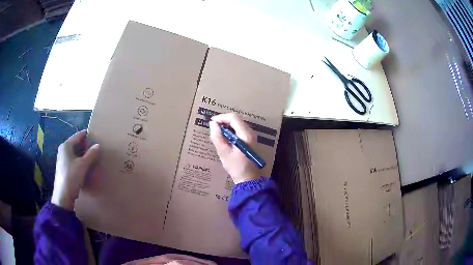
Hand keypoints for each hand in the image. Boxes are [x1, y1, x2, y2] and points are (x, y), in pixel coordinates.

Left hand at [51, 130, 99, 209]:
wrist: (63, 195)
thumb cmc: (72, 176)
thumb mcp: (83, 165)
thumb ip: (91, 154)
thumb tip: (97, 145)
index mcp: (66, 145)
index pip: (78, 135)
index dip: (86, 135)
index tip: (95, 136)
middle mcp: (63, 149)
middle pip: (76, 143)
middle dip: (85, 146)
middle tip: (94, 150)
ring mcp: (62, 158)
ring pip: (74, 152)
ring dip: (82, 154)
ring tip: (91, 158)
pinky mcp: (63, 167)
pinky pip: (72, 159)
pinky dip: (78, 160)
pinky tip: (84, 166)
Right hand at [209, 113, 259, 183]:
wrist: (249, 179)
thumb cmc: (236, 167)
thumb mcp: (224, 152)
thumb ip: (217, 137)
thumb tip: (212, 124)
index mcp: (246, 134)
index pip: (233, 118)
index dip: (221, 117)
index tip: (211, 123)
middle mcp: (251, 132)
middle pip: (236, 119)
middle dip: (223, 121)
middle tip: (213, 128)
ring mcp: (252, 136)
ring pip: (238, 124)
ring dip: (227, 126)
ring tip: (217, 133)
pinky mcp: (250, 140)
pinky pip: (240, 130)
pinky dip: (231, 131)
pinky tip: (225, 138)